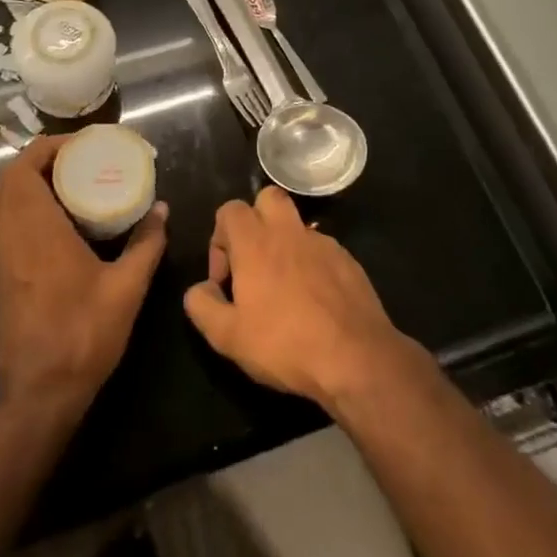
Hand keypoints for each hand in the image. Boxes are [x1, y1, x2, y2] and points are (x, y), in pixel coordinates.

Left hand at [0, 135, 168, 417]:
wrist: (40, 391)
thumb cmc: (83, 334)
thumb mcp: (127, 287)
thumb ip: (146, 244)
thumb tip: (162, 209)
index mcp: (36, 229)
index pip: (25, 168)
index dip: (49, 147)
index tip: (82, 146)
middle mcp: (11, 234)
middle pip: (7, 178)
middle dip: (39, 160)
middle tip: (77, 161)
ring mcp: (1, 255)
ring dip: (27, 181)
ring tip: (68, 183)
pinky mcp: (1, 273)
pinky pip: (2, 221)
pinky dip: (22, 205)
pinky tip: (58, 219)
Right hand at [182, 186, 415, 410]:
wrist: (356, 358)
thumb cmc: (285, 344)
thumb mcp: (227, 337)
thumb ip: (202, 306)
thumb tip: (200, 288)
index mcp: (256, 243)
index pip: (230, 210)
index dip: (219, 238)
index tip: (224, 278)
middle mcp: (289, 233)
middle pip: (267, 198)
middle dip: (255, 220)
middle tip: (253, 261)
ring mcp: (324, 244)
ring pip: (297, 225)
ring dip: (284, 244)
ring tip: (284, 287)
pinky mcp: (349, 261)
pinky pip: (322, 249)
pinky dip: (311, 264)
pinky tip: (314, 301)